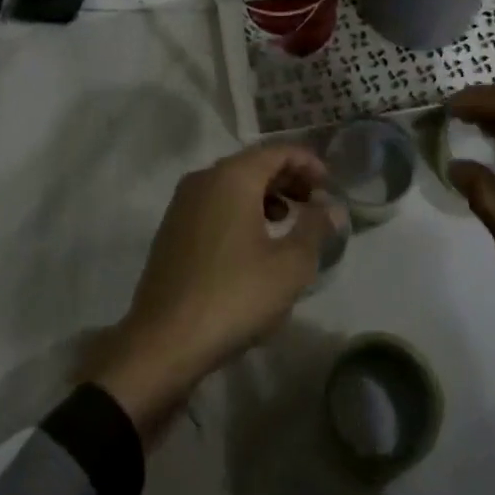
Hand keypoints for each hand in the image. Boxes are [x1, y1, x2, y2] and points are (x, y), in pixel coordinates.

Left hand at [87, 145, 333, 441]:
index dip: (309, 163)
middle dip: (288, 178)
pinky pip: (214, 205)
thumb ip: (315, 228)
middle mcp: (203, 180)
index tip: (330, 186)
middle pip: (253, 164)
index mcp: (232, 177)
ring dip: (265, 195)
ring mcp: (182, 205)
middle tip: (314, 202)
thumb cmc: (235, 296)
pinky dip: (241, 210)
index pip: (277, 151)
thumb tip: (331, 207)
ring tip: (288, 221)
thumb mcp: (290, 265)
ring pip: (232, 185)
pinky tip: (255, 242)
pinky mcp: (171, 230)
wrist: (164, 342)